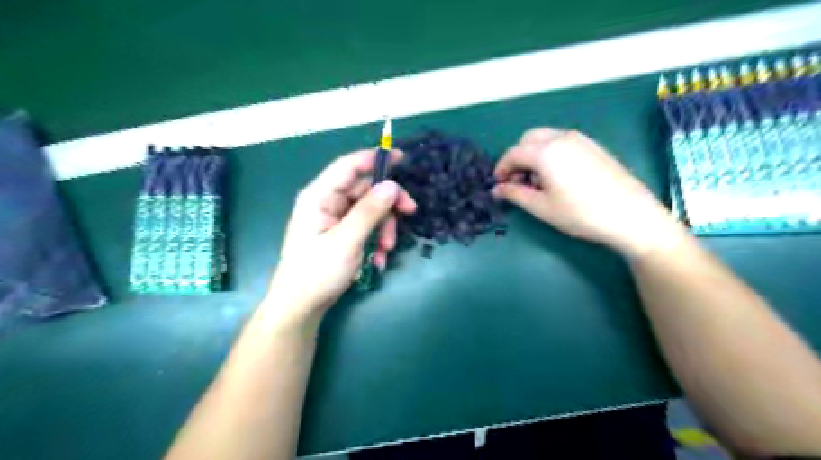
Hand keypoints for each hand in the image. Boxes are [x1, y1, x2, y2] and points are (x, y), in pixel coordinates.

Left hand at [264, 150, 418, 325]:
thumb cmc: (318, 273)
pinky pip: (365, 227)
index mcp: (319, 196)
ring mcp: (334, 219)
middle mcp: (326, 202)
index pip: (349, 166)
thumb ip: (369, 211)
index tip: (402, 158)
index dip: (375, 158)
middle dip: (387, 205)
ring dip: (383, 228)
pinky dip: (375, 239)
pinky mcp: (340, 234)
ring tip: (386, 250)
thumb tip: (392, 185)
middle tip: (409, 213)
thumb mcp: (347, 241)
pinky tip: (377, 259)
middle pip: (365, 190)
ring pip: (369, 210)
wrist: (301, 307)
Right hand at [490, 130, 684, 259]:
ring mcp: (581, 139)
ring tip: (538, 182)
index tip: (498, 185)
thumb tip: (496, 189)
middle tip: (517, 182)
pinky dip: (551, 154)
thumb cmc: (580, 213)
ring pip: (546, 139)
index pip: (513, 152)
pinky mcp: (594, 146)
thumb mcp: (541, 207)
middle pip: (528, 139)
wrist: (631, 215)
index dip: (501, 168)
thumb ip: (514, 194)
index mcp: (545, 151)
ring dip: (534, 155)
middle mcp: (562, 137)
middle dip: (517, 158)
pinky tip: (558, 177)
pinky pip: (563, 142)